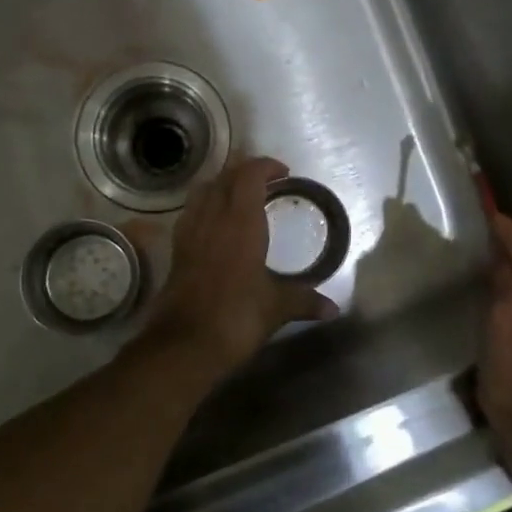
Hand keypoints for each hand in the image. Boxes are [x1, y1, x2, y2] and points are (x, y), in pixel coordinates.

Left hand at [139, 156, 338, 378]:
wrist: (184, 345)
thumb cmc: (236, 318)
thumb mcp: (276, 308)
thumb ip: (305, 301)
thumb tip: (333, 309)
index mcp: (240, 223)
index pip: (249, 175)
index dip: (265, 166)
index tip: (283, 173)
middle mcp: (213, 219)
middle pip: (225, 177)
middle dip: (245, 171)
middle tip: (267, 181)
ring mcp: (190, 233)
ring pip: (203, 191)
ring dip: (222, 185)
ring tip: (240, 197)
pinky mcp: (177, 250)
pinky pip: (191, 213)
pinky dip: (206, 206)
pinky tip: (216, 225)